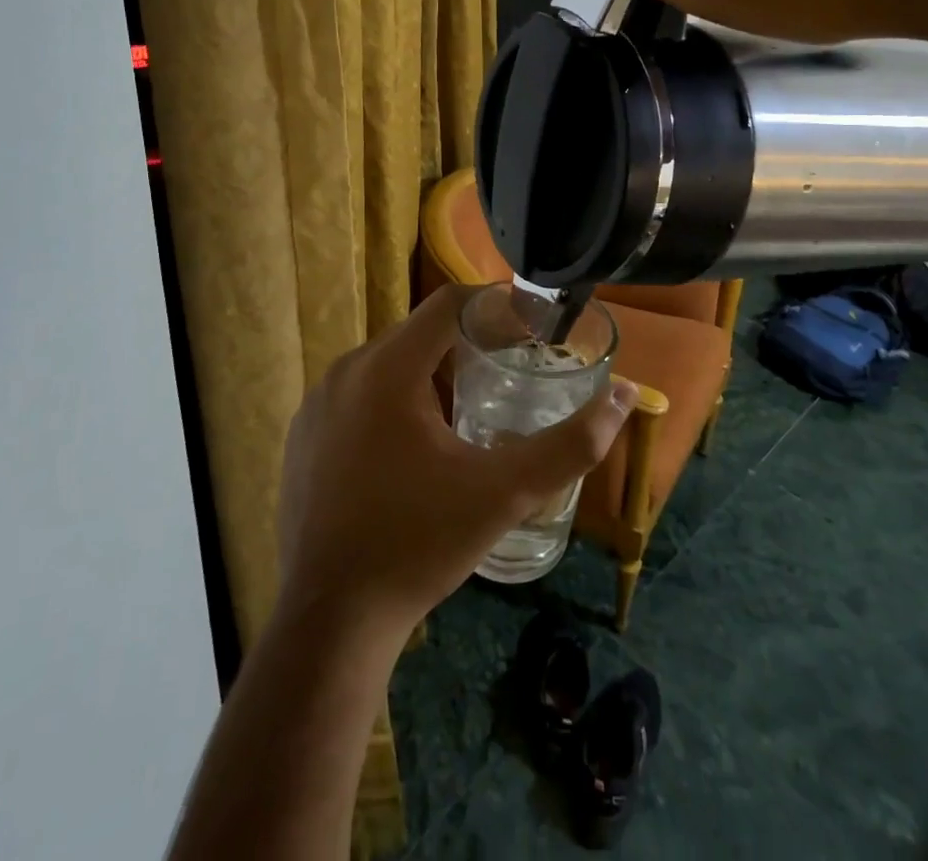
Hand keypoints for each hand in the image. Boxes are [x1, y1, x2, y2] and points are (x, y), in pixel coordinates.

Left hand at [274, 284, 639, 637]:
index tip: (532, 331)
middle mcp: (345, 370)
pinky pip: (360, 395)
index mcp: (387, 368)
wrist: (328, 624)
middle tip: (511, 376)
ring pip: (389, 364)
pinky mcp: (303, 435)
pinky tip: (417, 451)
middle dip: (469, 345)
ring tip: (472, 414)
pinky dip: (396, 402)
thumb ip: (571, 443)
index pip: (450, 302)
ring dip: (433, 375)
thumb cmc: (418, 545)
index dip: (497, 306)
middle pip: (420, 333)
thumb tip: (624, 395)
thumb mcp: (504, 493)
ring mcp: (317, 403)